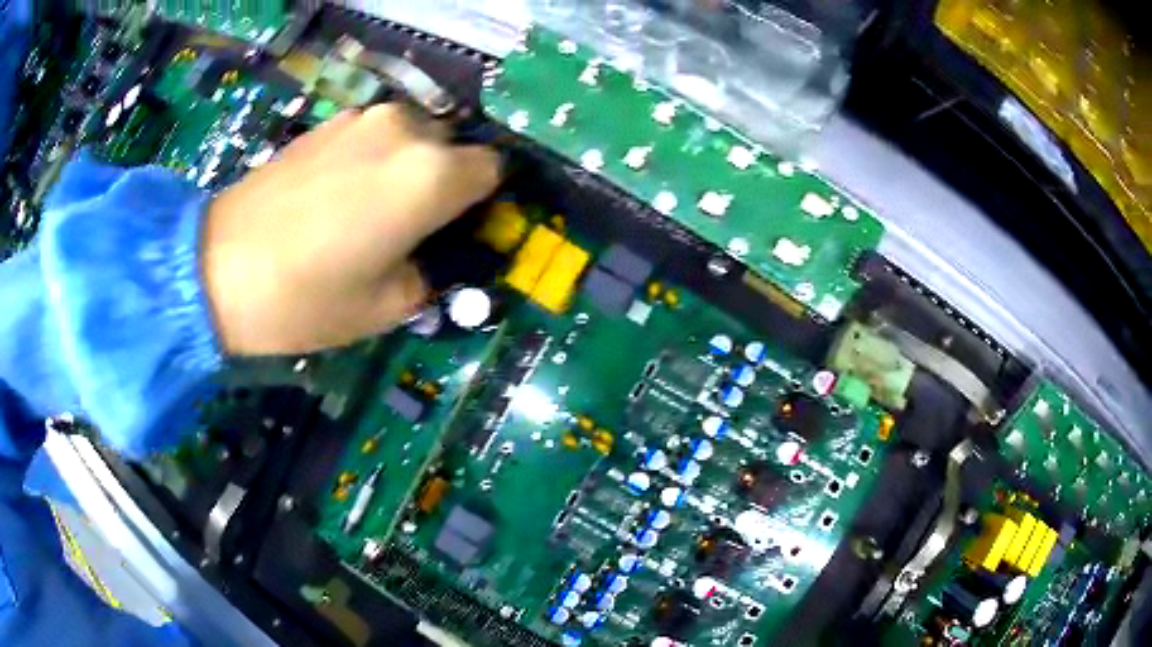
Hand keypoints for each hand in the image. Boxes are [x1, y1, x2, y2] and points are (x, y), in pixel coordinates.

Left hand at [202, 104, 499, 354]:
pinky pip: (373, 135)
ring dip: (408, 166)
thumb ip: (431, 273)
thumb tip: (436, 254)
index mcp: (431, 175)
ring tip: (368, 210)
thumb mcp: (387, 307)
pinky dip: (372, 158)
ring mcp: (362, 119)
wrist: (216, 268)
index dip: (482, 202)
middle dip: (445, 181)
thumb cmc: (306, 298)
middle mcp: (405, 131)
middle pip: (453, 147)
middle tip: (411, 226)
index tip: (459, 229)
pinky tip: (336, 195)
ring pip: (413, 136)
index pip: (493, 170)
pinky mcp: (328, 122)